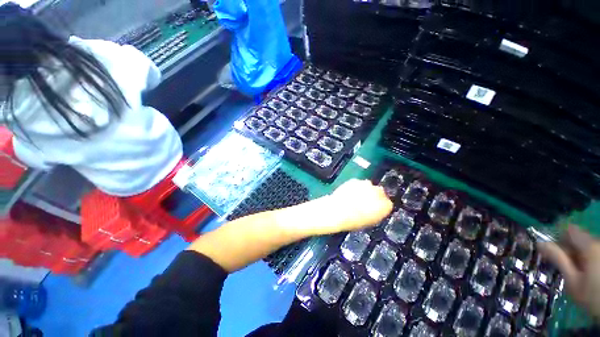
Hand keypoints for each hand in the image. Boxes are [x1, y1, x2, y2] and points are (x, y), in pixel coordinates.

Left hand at [312, 179, 393, 235]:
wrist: (337, 211)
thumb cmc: (353, 221)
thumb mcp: (370, 221)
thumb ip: (377, 213)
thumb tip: (376, 209)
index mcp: (385, 206)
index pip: (388, 203)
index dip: (380, 206)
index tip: (375, 208)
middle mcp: (378, 192)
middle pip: (380, 192)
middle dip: (373, 196)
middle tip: (365, 202)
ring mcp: (366, 184)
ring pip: (368, 186)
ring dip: (364, 190)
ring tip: (355, 198)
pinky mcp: (355, 180)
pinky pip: (357, 183)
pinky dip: (355, 187)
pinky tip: (349, 194)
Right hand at [537, 225, 599, 319]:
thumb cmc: (591, 295)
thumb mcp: (571, 280)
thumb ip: (558, 259)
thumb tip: (540, 243)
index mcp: (588, 246)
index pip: (569, 230)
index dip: (557, 237)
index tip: (550, 249)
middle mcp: (597, 243)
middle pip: (577, 239)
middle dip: (567, 250)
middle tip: (561, 266)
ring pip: (584, 247)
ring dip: (576, 256)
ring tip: (574, 273)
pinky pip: (592, 252)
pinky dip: (585, 260)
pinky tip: (585, 274)